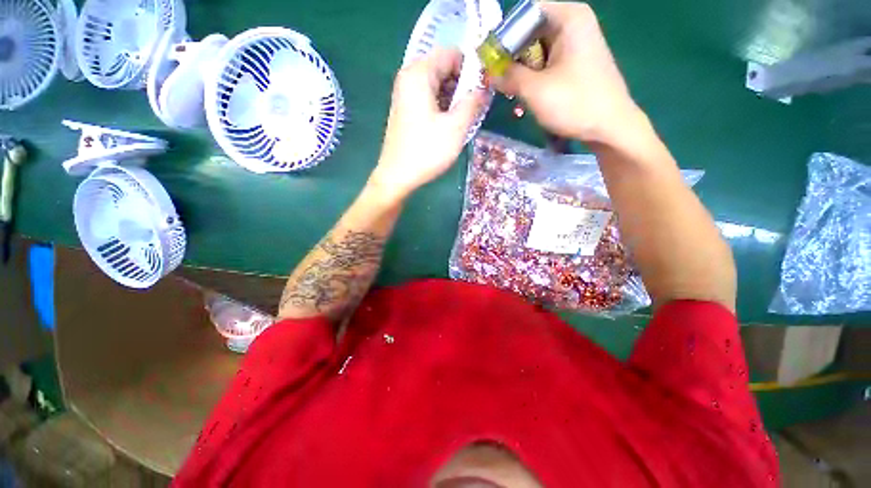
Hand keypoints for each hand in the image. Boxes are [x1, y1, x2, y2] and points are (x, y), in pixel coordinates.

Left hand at [370, 49, 485, 202]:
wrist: (397, 176)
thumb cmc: (426, 151)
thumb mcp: (456, 127)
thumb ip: (473, 102)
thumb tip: (483, 88)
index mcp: (419, 74)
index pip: (452, 54)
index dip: (471, 69)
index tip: (482, 91)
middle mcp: (409, 78)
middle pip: (443, 68)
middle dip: (462, 86)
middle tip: (473, 109)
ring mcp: (405, 95)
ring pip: (437, 85)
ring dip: (453, 99)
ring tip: (462, 120)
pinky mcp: (405, 111)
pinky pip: (429, 99)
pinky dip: (442, 107)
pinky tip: (448, 125)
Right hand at [496, 2, 644, 145]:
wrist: (610, 127)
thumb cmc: (575, 103)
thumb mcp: (535, 90)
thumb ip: (508, 76)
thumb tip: (490, 73)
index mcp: (568, 17)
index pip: (523, 13)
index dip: (504, 36)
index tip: (490, 61)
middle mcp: (572, 23)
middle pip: (529, 31)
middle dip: (511, 57)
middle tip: (497, 81)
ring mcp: (575, 43)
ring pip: (535, 50)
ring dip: (521, 71)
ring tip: (511, 92)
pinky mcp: (574, 62)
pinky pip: (545, 63)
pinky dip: (533, 77)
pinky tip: (526, 95)